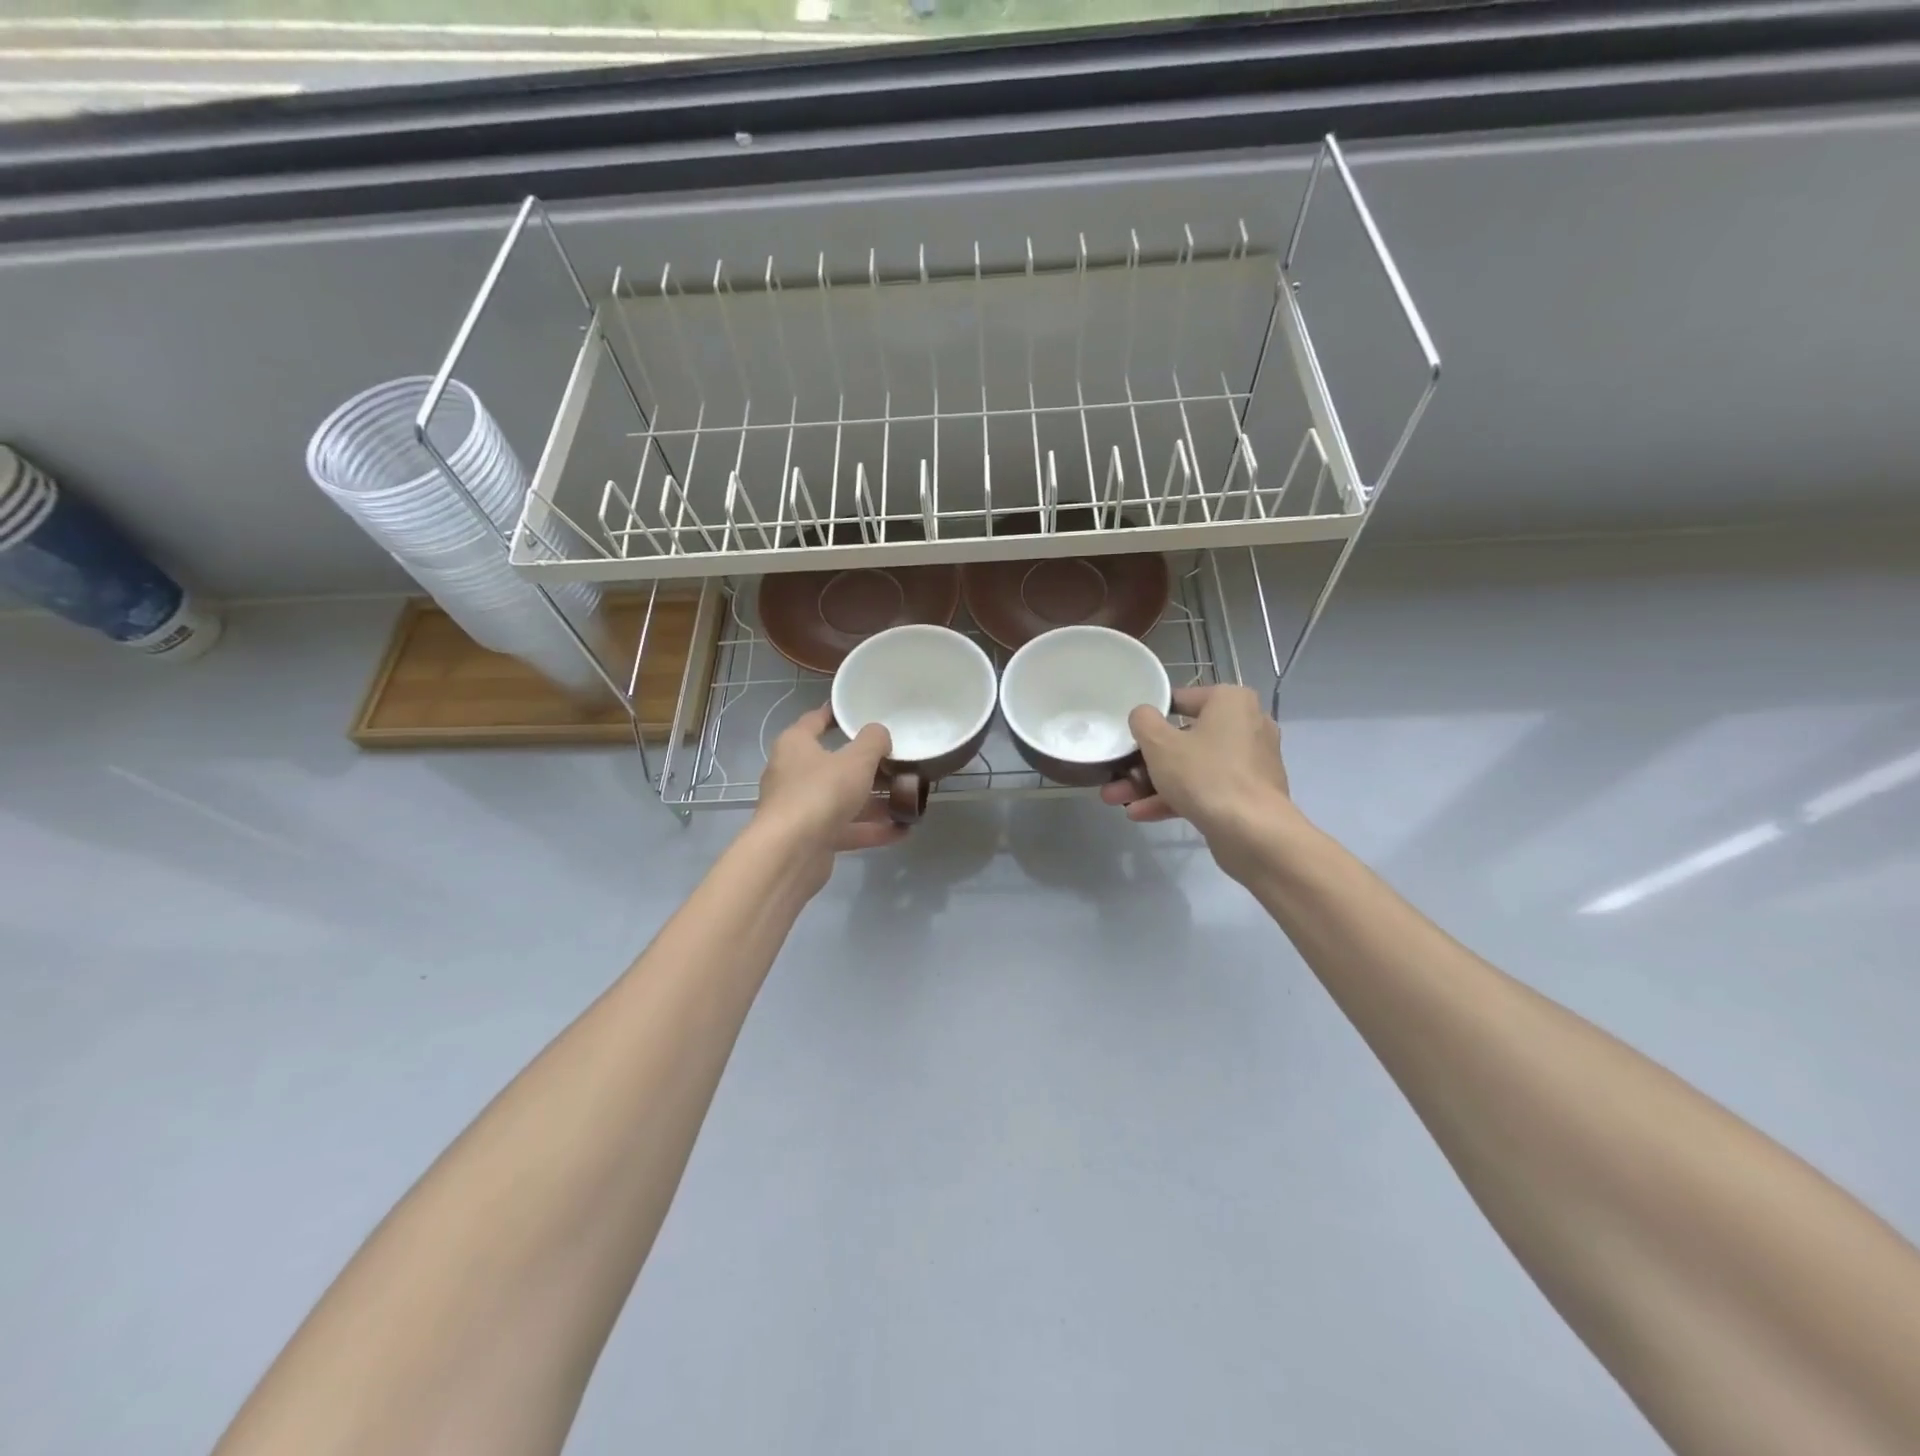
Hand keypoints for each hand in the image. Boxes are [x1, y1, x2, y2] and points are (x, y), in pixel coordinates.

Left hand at [753, 705, 905, 891]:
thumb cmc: (821, 792)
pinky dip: (872, 829)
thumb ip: (873, 741)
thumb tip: (880, 733)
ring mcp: (802, 808)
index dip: (837, 714)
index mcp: (796, 745)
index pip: (815, 720)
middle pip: (834, 764)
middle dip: (866, 766)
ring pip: (843, 799)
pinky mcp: (812, 838)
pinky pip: (846, 828)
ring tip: (907, 798)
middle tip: (897, 761)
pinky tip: (902, 831)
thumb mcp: (856, 760)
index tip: (860, 711)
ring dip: (874, 801)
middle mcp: (794, 774)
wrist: (791, 853)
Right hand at [1100, 685, 1293, 882]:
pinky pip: (1205, 789)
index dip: (1149, 717)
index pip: (1181, 700)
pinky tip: (1140, 814)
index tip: (1127, 734)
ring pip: (1191, 768)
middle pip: (1183, 739)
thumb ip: (1143, 721)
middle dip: (1144, 761)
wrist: (1253, 833)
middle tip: (1115, 773)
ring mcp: (1248, 763)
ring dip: (1152, 784)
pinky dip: (1175, 798)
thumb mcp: (1159, 743)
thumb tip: (1143, 715)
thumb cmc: (1204, 774)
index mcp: (1231, 701)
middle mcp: (1246, 725)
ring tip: (1116, 799)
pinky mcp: (1247, 795)